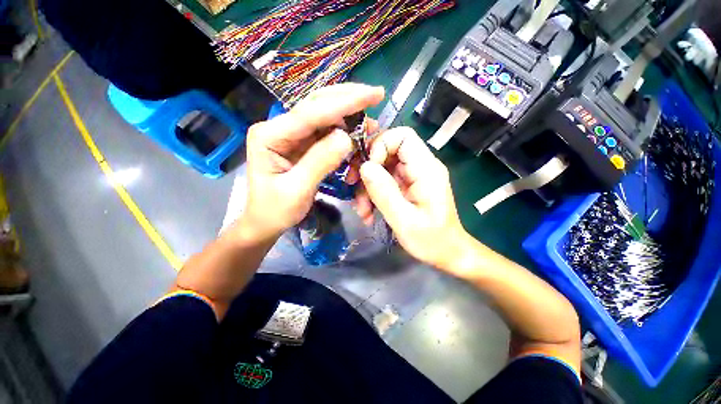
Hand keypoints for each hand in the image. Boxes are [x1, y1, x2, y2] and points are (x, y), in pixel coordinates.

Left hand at [241, 83, 384, 240]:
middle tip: (376, 95)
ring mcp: (291, 134)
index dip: (343, 103)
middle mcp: (279, 127)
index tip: (372, 95)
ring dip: (349, 115)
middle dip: (348, 99)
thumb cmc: (275, 210)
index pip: (310, 114)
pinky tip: (357, 133)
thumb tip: (346, 138)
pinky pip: (326, 131)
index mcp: (270, 136)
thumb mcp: (297, 190)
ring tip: (370, 123)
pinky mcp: (302, 143)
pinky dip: (344, 131)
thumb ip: (319, 162)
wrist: (265, 221)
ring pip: (324, 115)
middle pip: (316, 105)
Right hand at [357, 127, 470, 268]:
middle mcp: (420, 167)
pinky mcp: (405, 187)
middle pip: (387, 151)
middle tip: (354, 189)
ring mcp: (412, 177)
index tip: (367, 168)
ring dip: (367, 187)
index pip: (402, 136)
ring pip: (381, 168)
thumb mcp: (405, 221)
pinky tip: (369, 213)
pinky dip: (373, 195)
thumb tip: (365, 166)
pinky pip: (383, 181)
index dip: (380, 145)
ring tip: (363, 211)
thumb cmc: (431, 240)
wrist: (447, 253)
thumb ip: (385, 193)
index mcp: (426, 169)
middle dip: (367, 170)